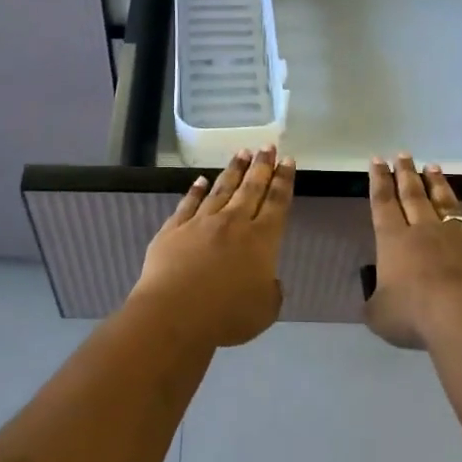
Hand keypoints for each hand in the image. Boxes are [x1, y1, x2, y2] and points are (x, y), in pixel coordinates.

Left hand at [133, 147, 293, 346]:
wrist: (175, 313)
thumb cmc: (227, 315)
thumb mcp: (265, 310)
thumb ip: (271, 291)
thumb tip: (268, 280)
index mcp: (261, 240)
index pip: (276, 202)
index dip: (284, 180)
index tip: (287, 160)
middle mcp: (233, 223)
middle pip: (251, 188)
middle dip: (261, 166)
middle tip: (267, 146)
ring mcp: (201, 222)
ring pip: (221, 189)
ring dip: (233, 170)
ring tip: (241, 153)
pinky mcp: (174, 229)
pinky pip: (188, 204)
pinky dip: (195, 190)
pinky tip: (200, 180)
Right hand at [365, 154, 461, 348]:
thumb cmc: (415, 315)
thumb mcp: (380, 315)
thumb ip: (376, 304)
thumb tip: (376, 302)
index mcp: (394, 241)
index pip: (383, 204)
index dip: (378, 181)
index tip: (377, 159)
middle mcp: (425, 231)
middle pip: (413, 196)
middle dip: (406, 174)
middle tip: (403, 154)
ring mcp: (461, 237)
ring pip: (447, 204)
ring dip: (439, 185)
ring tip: (433, 166)